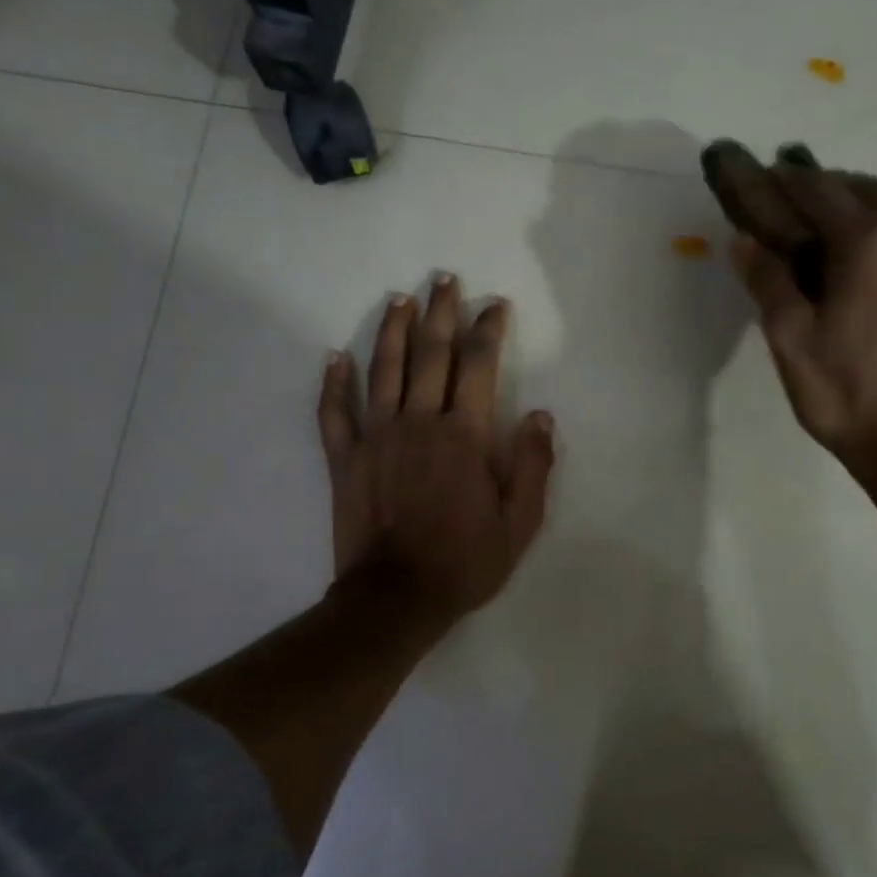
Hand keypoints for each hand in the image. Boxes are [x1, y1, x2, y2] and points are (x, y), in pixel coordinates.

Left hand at [318, 275, 554, 631]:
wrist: (397, 598)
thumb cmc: (465, 562)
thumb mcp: (520, 523)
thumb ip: (534, 465)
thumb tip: (542, 416)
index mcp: (465, 435)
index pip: (479, 366)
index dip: (488, 329)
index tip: (494, 305)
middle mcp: (420, 422)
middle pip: (430, 354)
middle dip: (441, 312)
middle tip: (445, 279)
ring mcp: (377, 437)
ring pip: (383, 370)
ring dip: (392, 330)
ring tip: (400, 299)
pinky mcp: (345, 459)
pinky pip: (335, 412)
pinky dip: (334, 382)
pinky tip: (335, 356)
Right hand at [706, 142, 876, 477]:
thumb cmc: (844, 393)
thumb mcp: (790, 341)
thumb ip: (768, 282)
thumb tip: (744, 239)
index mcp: (868, 244)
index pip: (822, 192)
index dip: (790, 178)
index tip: (769, 167)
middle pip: (870, 191)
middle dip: (832, 184)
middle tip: (801, 192)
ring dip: (867, 208)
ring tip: (838, 224)